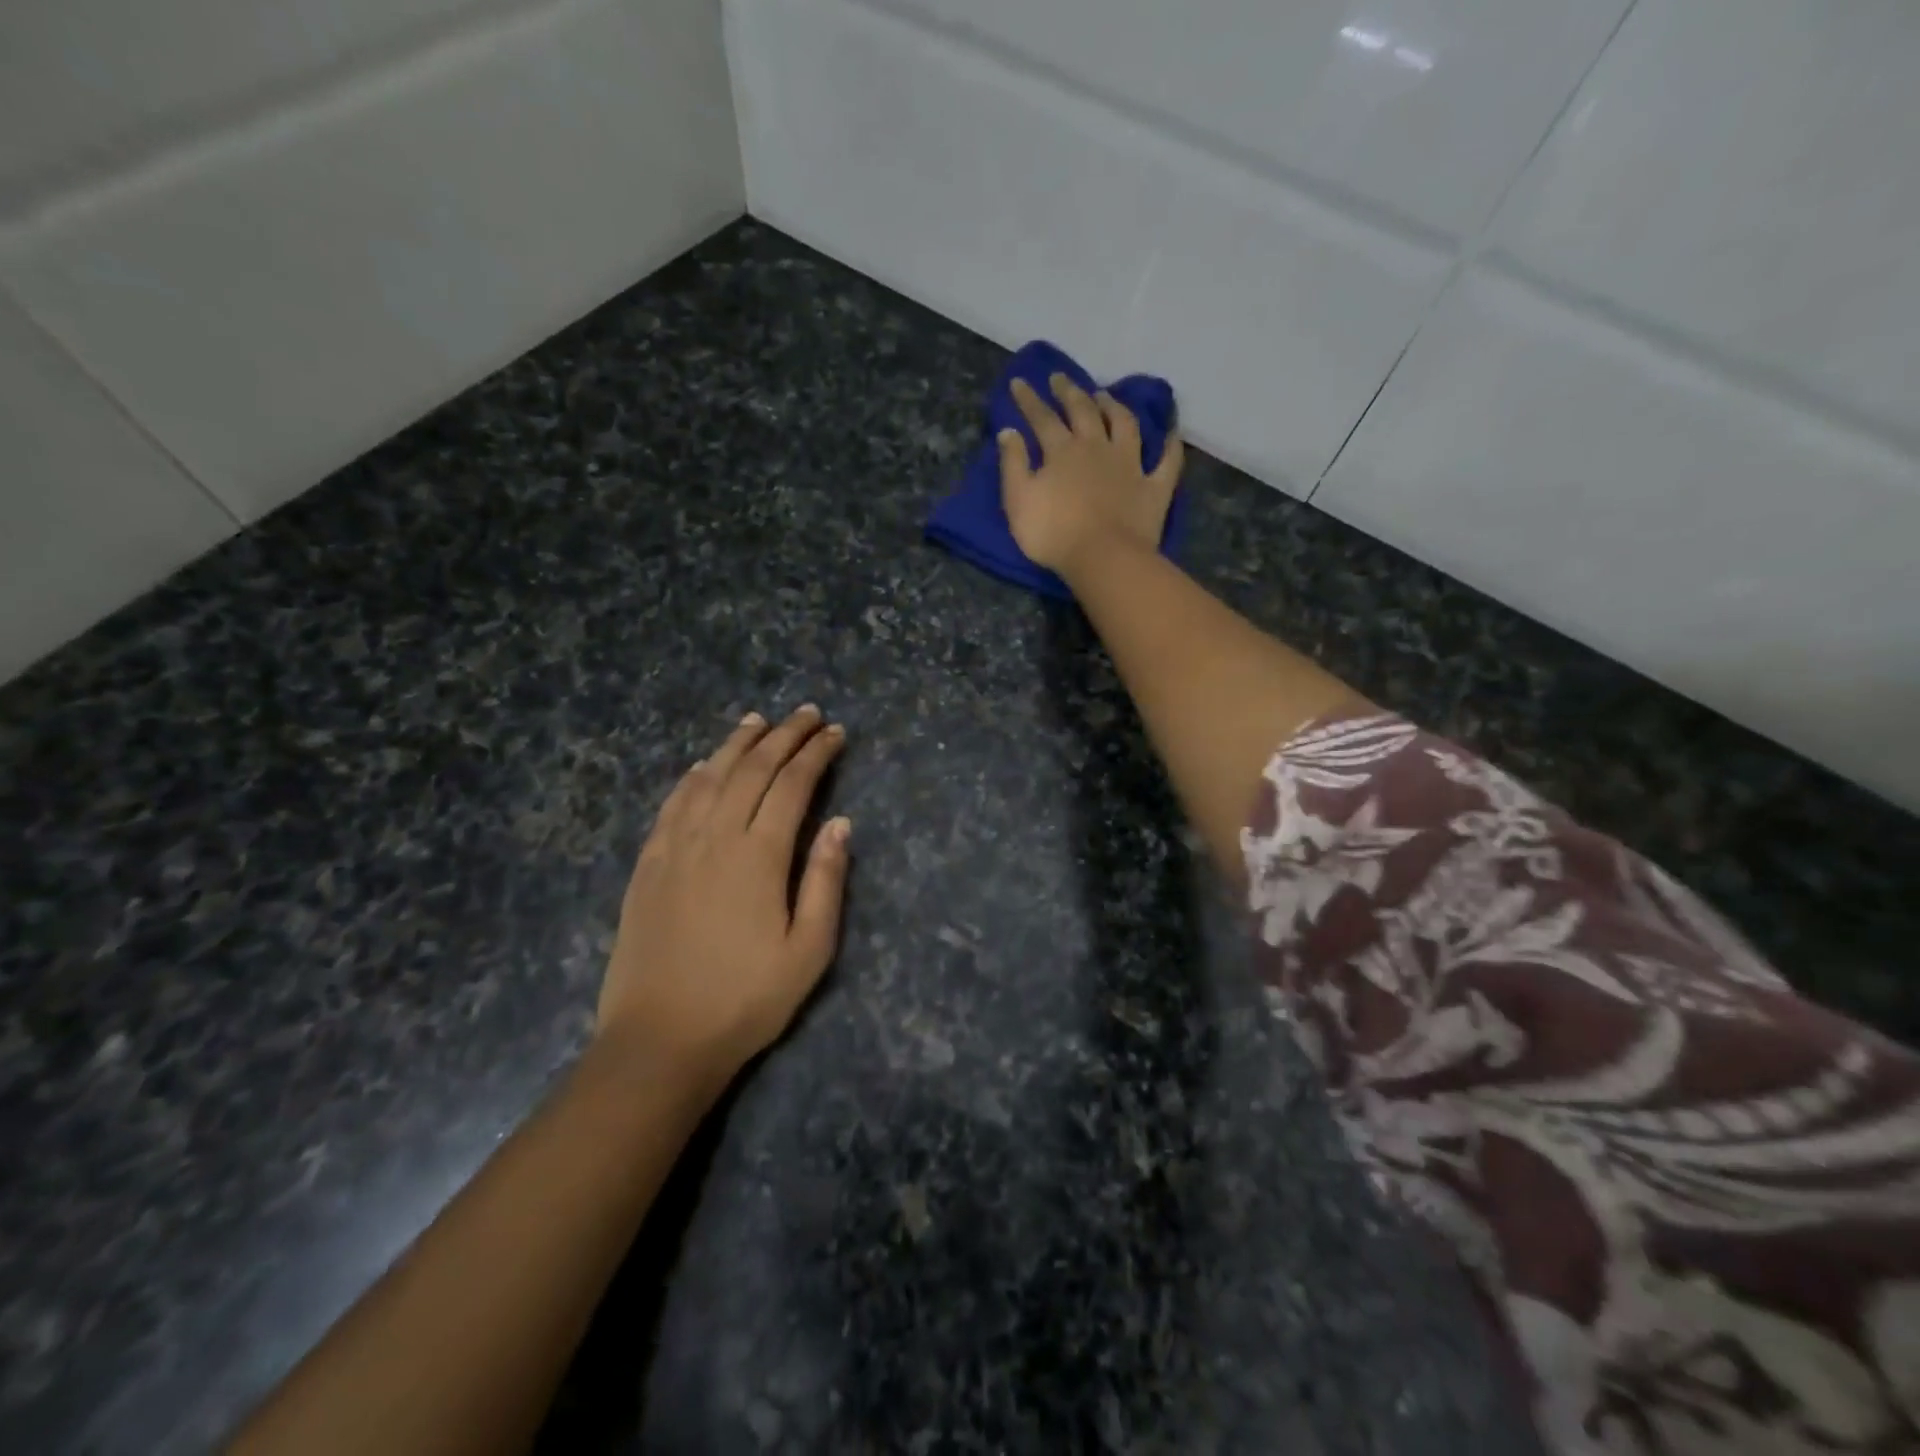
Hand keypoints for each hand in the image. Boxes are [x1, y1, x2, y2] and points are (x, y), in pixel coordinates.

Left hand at [597, 705, 850, 1084]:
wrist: (660, 1040)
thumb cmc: (746, 999)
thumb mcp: (809, 950)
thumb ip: (826, 881)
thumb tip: (839, 823)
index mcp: (759, 856)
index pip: (792, 785)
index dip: (816, 753)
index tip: (835, 732)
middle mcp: (715, 837)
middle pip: (752, 769)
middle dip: (783, 735)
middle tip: (806, 713)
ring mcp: (675, 848)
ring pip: (709, 777)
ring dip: (737, 744)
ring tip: (758, 720)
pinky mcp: (648, 865)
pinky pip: (672, 804)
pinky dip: (693, 776)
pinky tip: (703, 765)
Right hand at [999, 373, 1185, 573]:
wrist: (1103, 558)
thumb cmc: (1054, 534)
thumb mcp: (1018, 501)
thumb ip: (1013, 464)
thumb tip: (1009, 431)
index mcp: (1062, 451)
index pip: (1042, 418)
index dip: (1029, 399)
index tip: (1019, 382)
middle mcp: (1097, 447)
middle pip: (1083, 411)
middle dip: (1069, 392)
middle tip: (1060, 378)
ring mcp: (1130, 465)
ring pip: (1125, 424)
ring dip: (1114, 406)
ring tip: (1105, 395)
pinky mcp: (1155, 487)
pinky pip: (1168, 460)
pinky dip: (1170, 444)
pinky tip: (1171, 432)